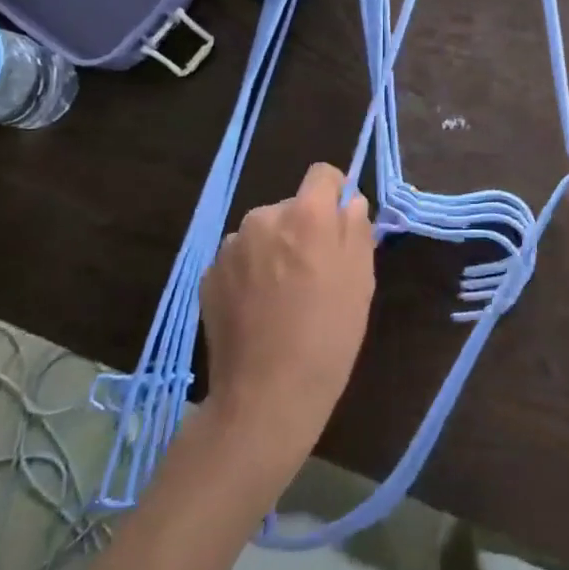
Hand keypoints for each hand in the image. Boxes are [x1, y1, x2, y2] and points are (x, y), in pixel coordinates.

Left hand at [201, 164, 375, 465]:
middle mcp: (263, 216)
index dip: (335, 194)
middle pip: (291, 206)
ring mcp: (230, 247)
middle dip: (304, 228)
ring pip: (263, 233)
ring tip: (284, 296)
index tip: (340, 226)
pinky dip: (250, 273)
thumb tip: (349, 203)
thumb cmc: (327, 334)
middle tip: (316, 273)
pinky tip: (258, 310)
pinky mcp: (208, 276)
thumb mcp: (361, 279)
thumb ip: (356, 228)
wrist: (265, 395)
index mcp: (305, 213)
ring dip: (274, 250)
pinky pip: (239, 259)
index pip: (323, 174)